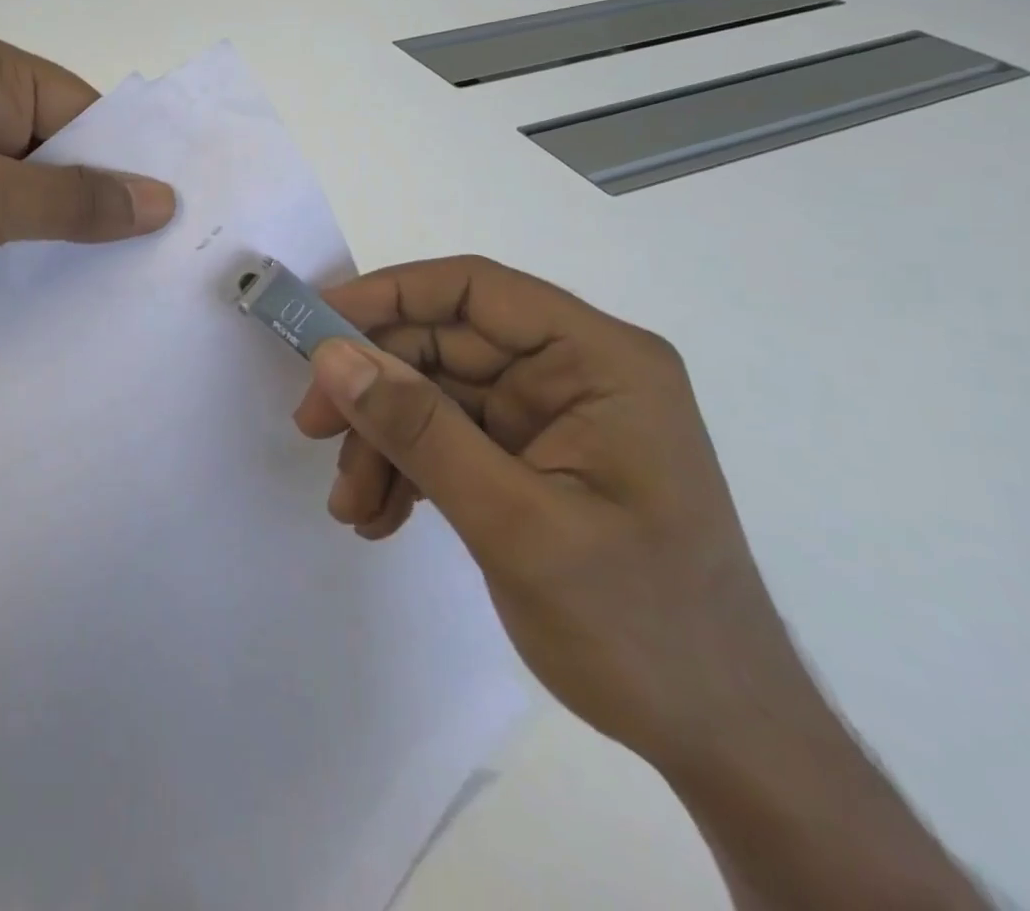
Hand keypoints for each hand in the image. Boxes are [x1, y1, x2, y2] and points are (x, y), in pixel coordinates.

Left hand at [0, 29, 175, 345]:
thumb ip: (74, 200)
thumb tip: (162, 199)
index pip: (83, 110)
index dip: (125, 162)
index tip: (167, 218)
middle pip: (55, 145)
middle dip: (93, 198)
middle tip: (150, 256)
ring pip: (22, 181)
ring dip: (55, 223)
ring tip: (109, 274)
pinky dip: (16, 237)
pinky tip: (43, 277)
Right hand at [294, 255, 818, 775]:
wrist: (718, 739)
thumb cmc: (641, 627)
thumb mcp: (516, 523)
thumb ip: (419, 430)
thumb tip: (331, 356)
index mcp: (599, 360)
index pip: (475, 290)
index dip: (388, 295)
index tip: (315, 327)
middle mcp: (572, 372)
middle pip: (442, 344)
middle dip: (373, 389)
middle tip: (312, 428)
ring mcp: (547, 416)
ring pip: (431, 393)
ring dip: (381, 441)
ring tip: (352, 506)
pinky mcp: (526, 457)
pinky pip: (444, 437)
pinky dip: (403, 468)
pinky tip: (379, 516)